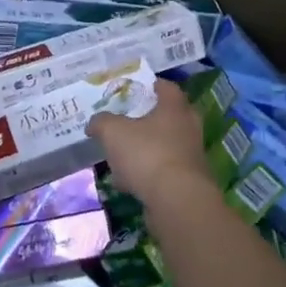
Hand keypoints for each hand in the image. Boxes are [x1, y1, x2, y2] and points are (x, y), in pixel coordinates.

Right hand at [88, 79, 217, 206]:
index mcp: (174, 109)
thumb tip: (95, 123)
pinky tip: (127, 183)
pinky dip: (147, 174)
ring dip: (145, 149)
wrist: (177, 201)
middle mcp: (188, 128)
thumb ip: (101, 122)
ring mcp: (191, 156)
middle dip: (148, 119)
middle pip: (168, 117)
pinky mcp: (188, 182)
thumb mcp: (113, 132)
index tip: (135, 88)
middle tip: (127, 121)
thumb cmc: (147, 154)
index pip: (167, 87)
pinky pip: (163, 171)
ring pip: (164, 146)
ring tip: (121, 156)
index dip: (151, 85)